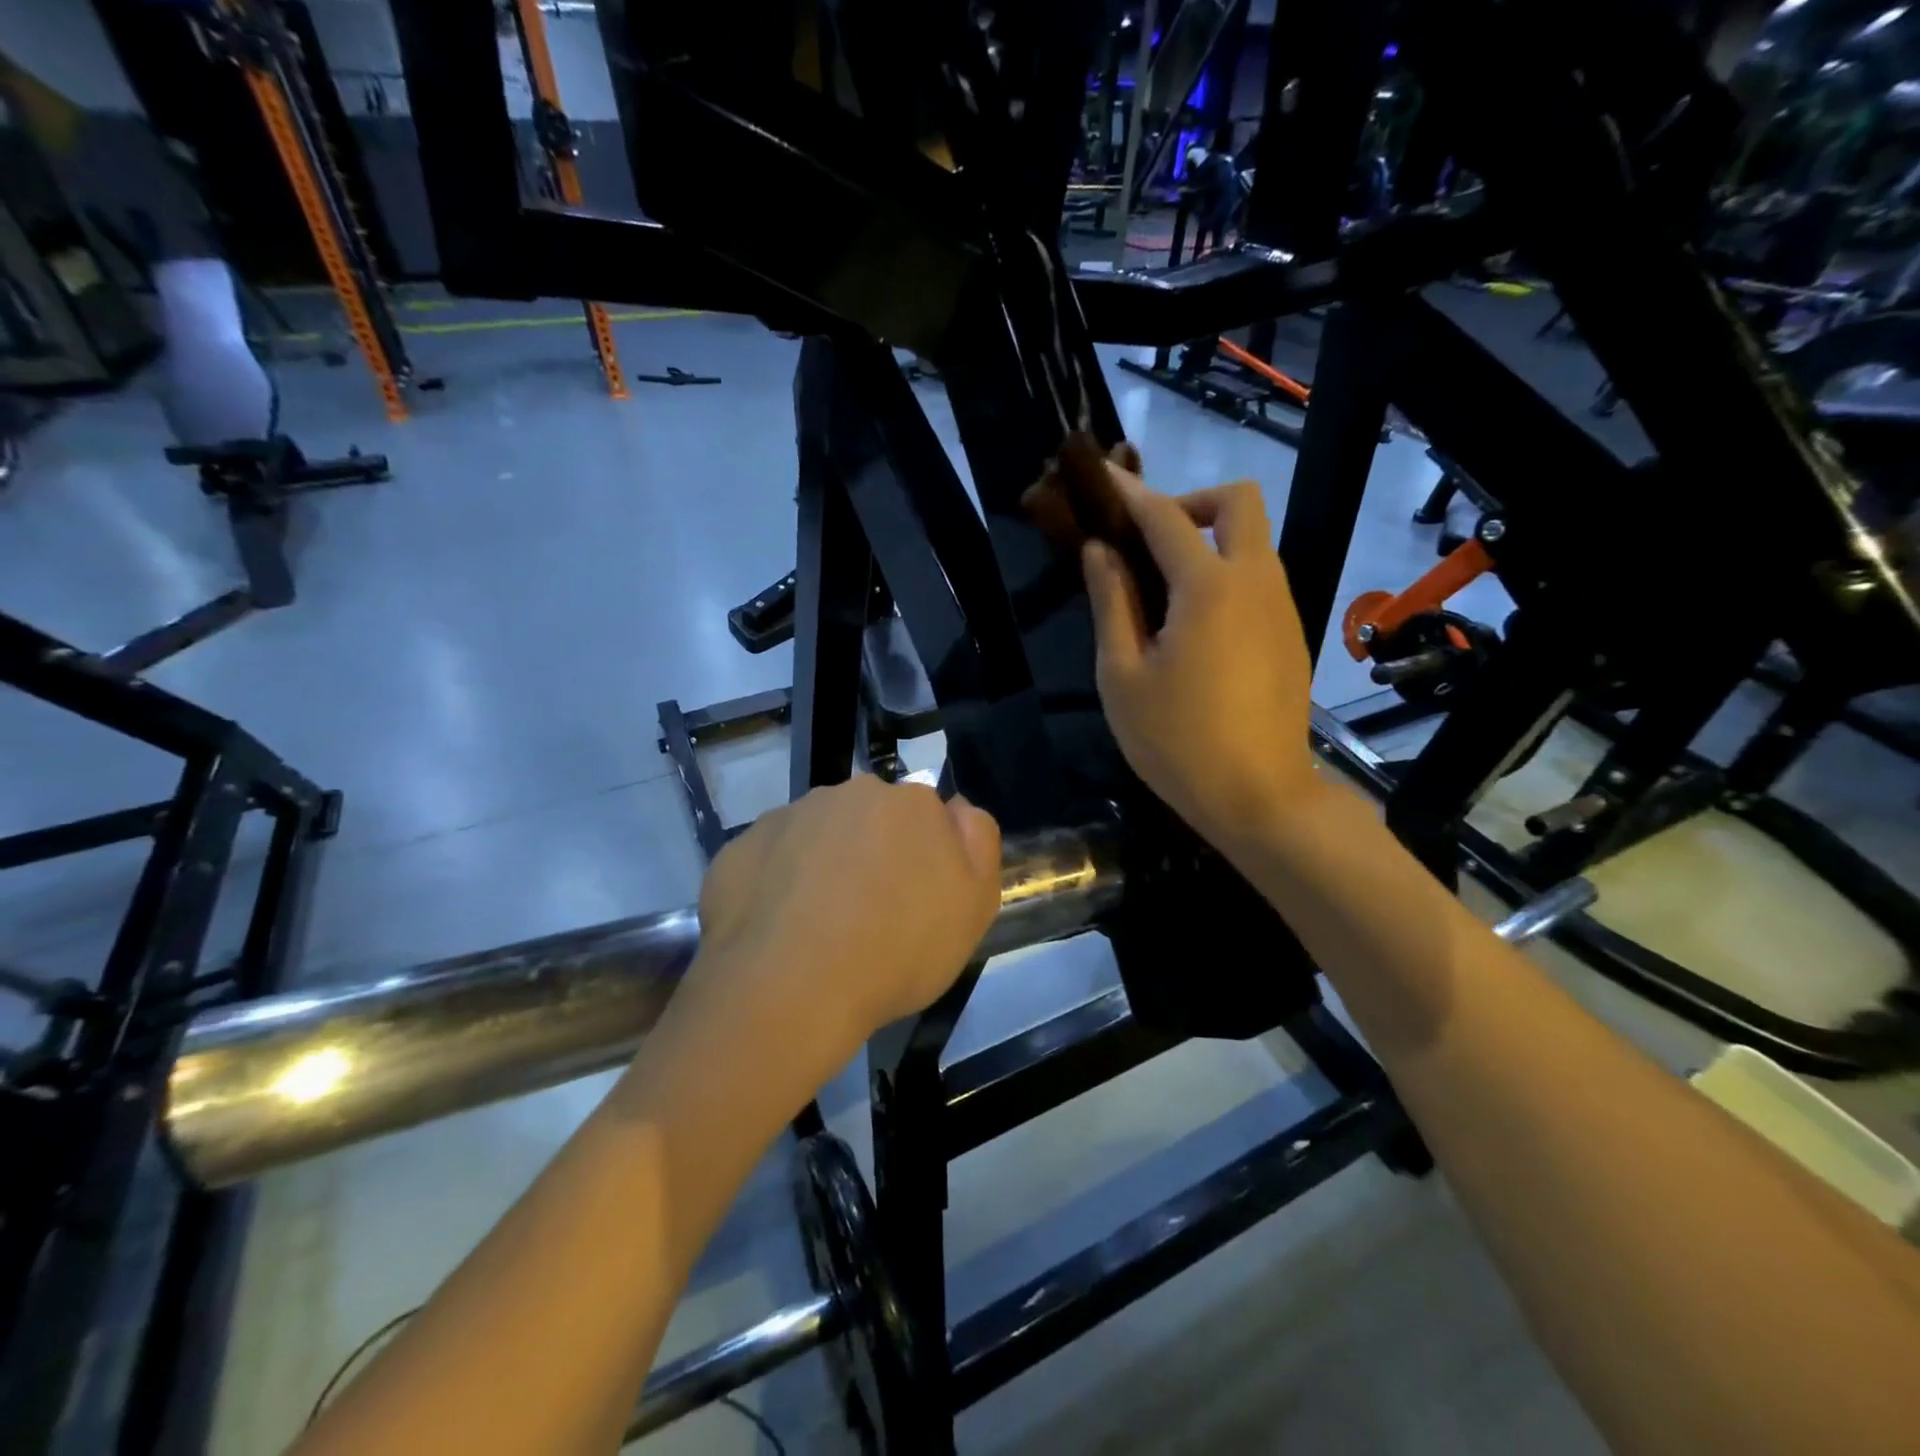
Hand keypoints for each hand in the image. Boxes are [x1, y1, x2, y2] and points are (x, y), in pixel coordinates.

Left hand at [690, 776, 1002, 1071]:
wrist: (790, 990)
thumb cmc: (898, 950)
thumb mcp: (974, 905)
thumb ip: (978, 841)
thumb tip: (957, 807)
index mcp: (907, 802)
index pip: (925, 816)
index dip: (923, 857)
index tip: (916, 900)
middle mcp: (846, 794)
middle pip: (868, 820)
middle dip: (872, 853)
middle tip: (869, 915)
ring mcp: (787, 817)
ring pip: (816, 836)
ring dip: (823, 866)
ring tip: (819, 928)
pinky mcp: (739, 848)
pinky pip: (770, 860)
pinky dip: (777, 884)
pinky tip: (779, 930)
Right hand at [1081, 465, 1319, 853]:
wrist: (1260, 797)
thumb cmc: (1176, 741)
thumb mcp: (1123, 675)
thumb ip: (1112, 603)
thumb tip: (1100, 551)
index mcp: (1208, 587)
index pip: (1164, 515)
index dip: (1128, 492)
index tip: (1100, 476)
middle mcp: (1255, 582)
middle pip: (1238, 502)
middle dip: (1191, 502)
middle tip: (1149, 542)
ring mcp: (1282, 607)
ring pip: (1253, 541)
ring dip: (1209, 541)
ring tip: (1162, 592)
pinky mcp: (1292, 634)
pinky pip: (1259, 580)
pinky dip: (1226, 576)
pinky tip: (1195, 628)